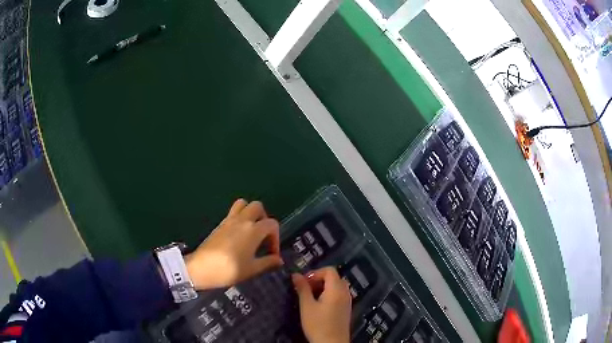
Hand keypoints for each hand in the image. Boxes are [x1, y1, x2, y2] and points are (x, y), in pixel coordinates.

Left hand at [185, 199, 283, 289]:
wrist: (201, 268)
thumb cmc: (229, 269)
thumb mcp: (252, 269)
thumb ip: (268, 262)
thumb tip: (279, 260)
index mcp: (253, 230)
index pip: (272, 224)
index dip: (276, 238)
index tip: (271, 253)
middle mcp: (242, 220)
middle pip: (257, 207)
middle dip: (264, 218)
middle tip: (263, 236)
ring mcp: (229, 220)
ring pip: (243, 204)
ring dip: (250, 212)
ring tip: (251, 230)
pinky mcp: (220, 224)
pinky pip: (233, 212)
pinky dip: (239, 217)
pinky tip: (239, 235)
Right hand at [292, 267, 351, 342]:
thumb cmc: (318, 325)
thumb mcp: (306, 306)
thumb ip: (302, 289)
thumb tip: (296, 275)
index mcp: (336, 290)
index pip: (329, 270)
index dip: (315, 272)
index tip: (304, 282)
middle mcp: (345, 293)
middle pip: (334, 277)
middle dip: (319, 279)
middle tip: (306, 289)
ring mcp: (347, 301)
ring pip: (337, 286)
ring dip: (324, 287)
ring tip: (311, 297)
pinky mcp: (346, 309)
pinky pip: (339, 294)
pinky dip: (329, 294)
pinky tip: (319, 305)